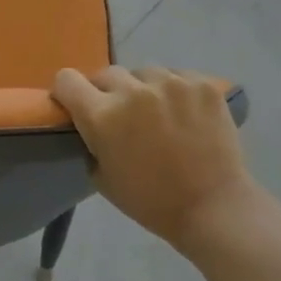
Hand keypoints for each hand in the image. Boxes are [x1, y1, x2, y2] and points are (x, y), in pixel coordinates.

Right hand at [52, 66, 258, 247]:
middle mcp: (133, 90)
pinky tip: (184, 114)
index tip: (76, 105)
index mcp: (102, 115)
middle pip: (106, 74)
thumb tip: (89, 122)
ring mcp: (171, 83)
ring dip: (143, 89)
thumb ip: (90, 140)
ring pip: (144, 73)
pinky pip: (177, 76)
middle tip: (121, 116)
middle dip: (107, 93)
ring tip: (158, 114)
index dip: (68, 91)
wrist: (213, 207)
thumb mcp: (101, 176)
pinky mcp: (202, 84)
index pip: (67, 79)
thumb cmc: (150, 201)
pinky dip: (175, 91)